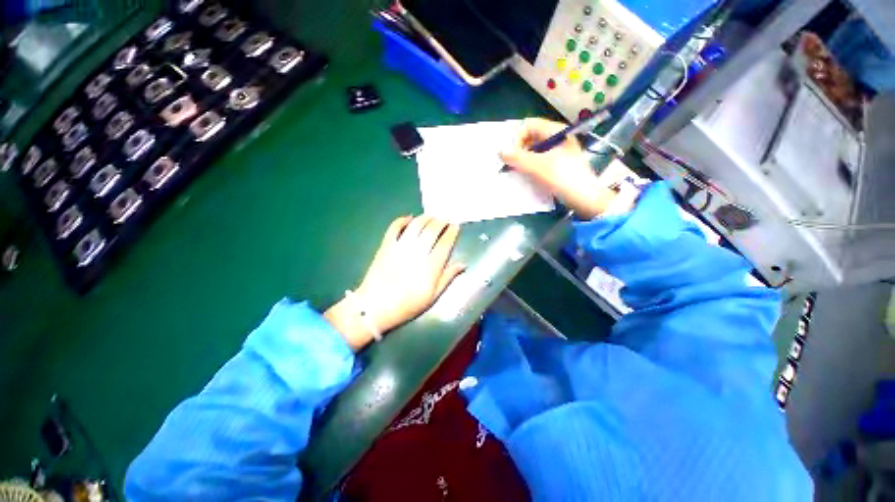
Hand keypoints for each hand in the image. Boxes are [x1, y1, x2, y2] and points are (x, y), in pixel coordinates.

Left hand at [324, 216, 465, 350]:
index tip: (455, 226)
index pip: (445, 243)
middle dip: (441, 222)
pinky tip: (409, 218)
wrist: (375, 307)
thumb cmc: (407, 305)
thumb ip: (448, 278)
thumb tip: (463, 264)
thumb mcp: (432, 297)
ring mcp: (400, 248)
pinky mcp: (386, 246)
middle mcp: (417, 253)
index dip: (452, 232)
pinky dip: (402, 220)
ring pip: (416, 225)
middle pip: (432, 230)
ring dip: (425, 218)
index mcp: (431, 267)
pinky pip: (394, 227)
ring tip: (431, 216)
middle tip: (445, 219)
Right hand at [500, 117, 616, 218]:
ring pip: (533, 150)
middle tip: (511, 164)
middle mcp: (557, 137)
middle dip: (518, 149)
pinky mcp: (557, 164)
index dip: (517, 138)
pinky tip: (526, 175)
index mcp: (556, 131)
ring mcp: (558, 151)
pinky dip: (529, 166)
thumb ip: (517, 158)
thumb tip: (500, 151)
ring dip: (522, 159)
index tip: (511, 154)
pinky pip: (538, 160)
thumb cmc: (562, 178)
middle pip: (530, 137)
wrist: (584, 198)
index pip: (529, 125)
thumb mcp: (537, 166)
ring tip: (517, 171)